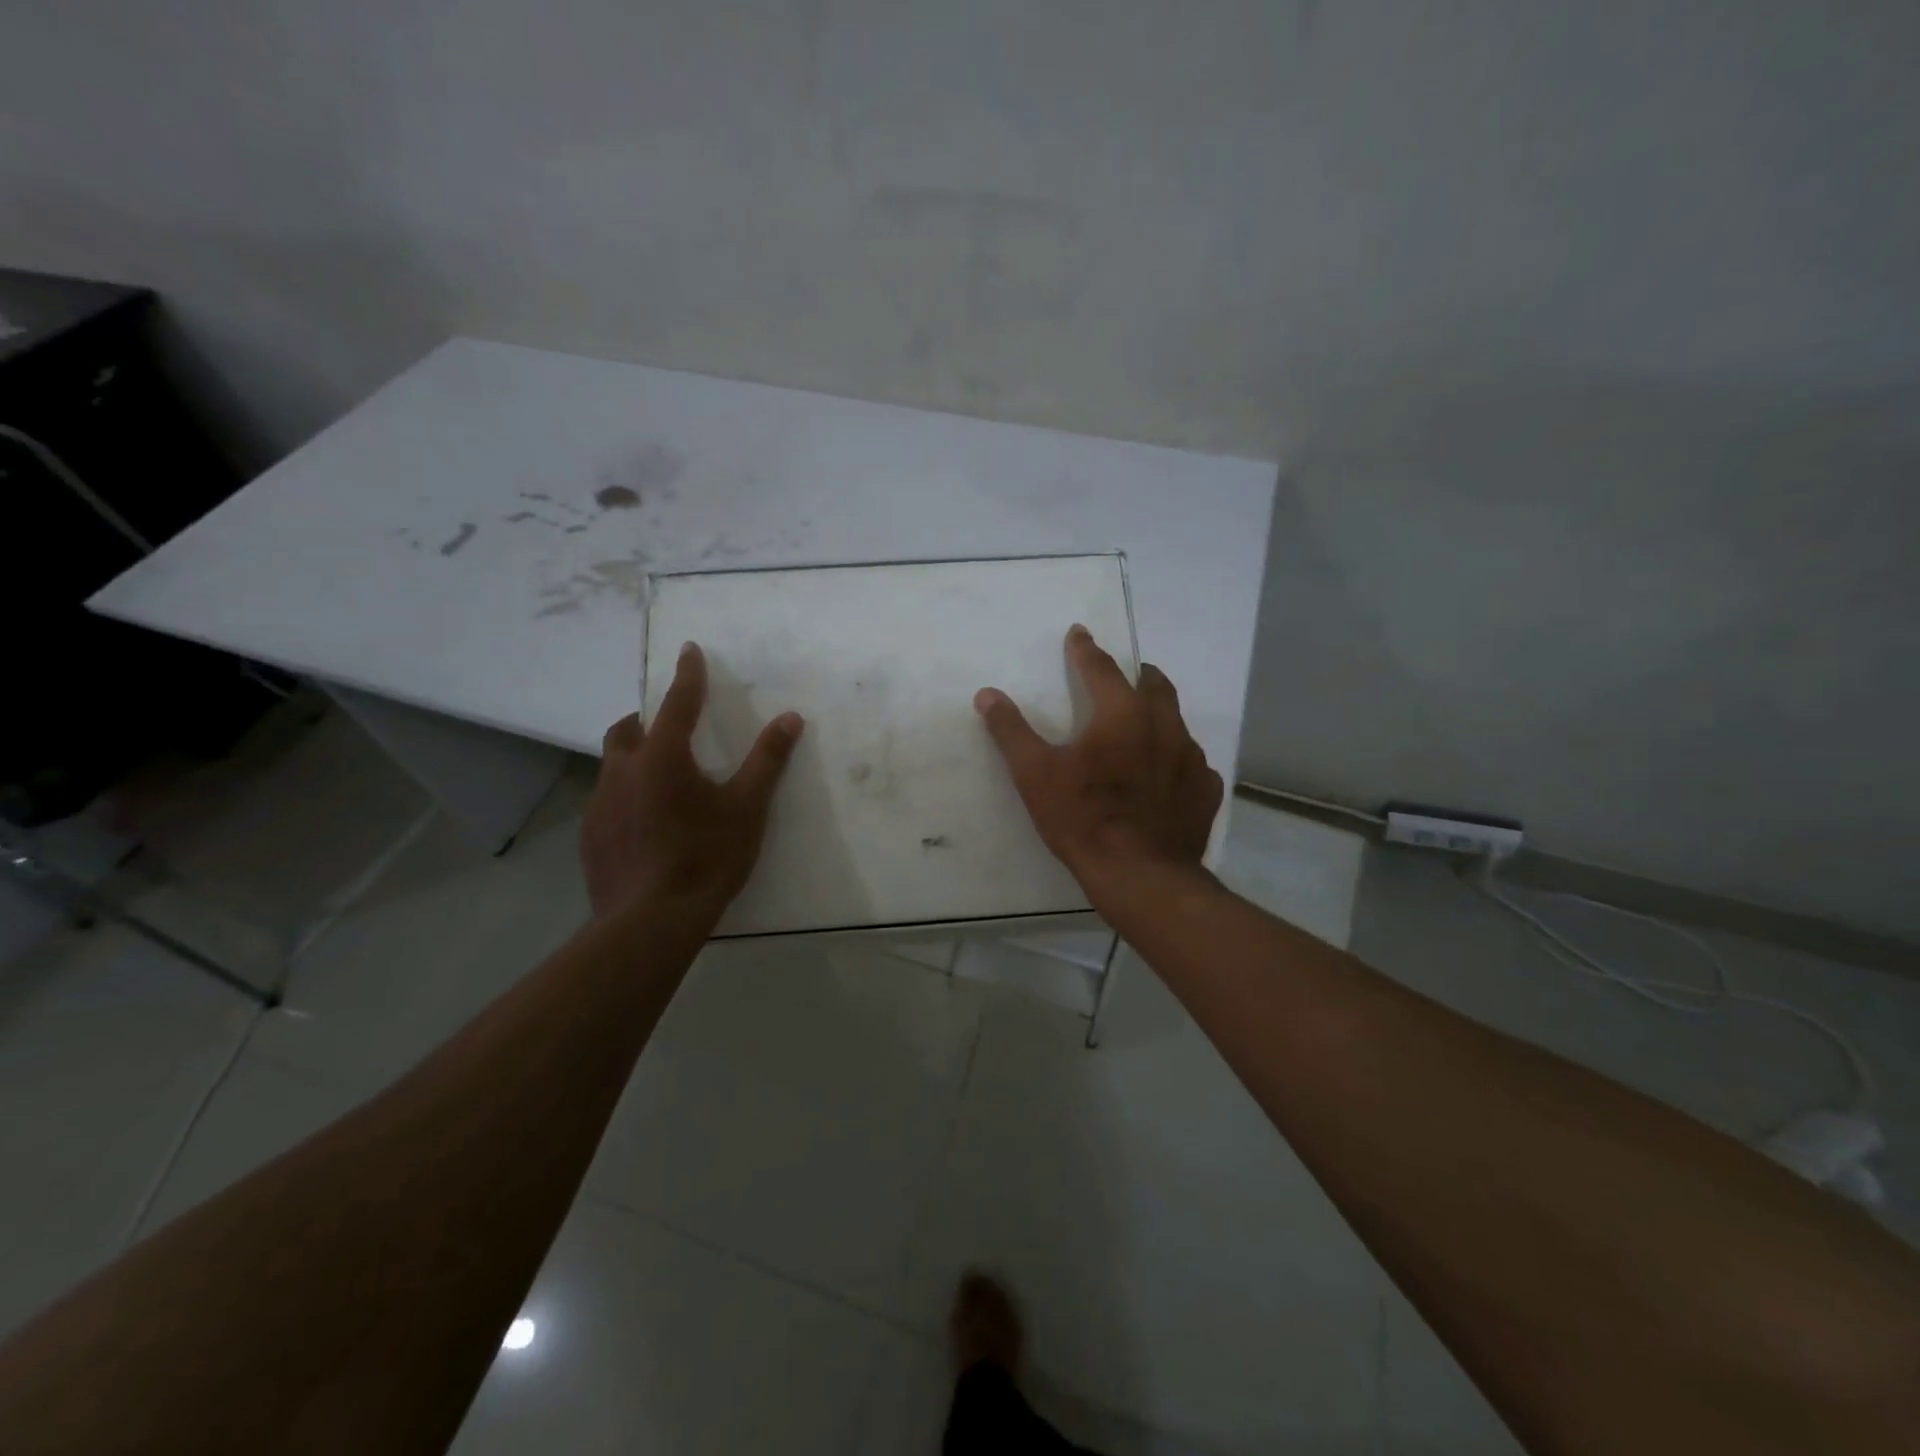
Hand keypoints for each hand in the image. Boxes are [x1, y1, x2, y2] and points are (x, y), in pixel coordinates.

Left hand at [581, 642, 803, 920]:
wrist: (650, 921)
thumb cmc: (706, 857)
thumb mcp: (747, 807)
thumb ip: (767, 760)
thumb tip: (790, 717)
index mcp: (663, 757)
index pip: (678, 702)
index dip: (688, 675)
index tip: (689, 649)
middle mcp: (623, 771)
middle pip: (628, 730)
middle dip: (647, 719)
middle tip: (669, 727)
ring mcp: (599, 805)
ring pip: (612, 766)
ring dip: (633, 758)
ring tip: (659, 778)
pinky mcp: (590, 836)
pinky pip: (606, 800)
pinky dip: (625, 795)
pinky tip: (644, 822)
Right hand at [974, 625, 1223, 904]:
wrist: (1141, 876)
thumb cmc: (1083, 819)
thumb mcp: (1035, 775)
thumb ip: (1011, 731)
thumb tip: (987, 694)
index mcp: (1122, 714)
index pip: (1101, 668)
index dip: (1086, 649)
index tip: (1079, 633)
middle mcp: (1164, 727)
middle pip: (1154, 685)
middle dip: (1137, 674)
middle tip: (1126, 674)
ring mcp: (1192, 759)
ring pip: (1177, 722)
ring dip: (1159, 716)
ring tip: (1144, 726)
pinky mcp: (1206, 791)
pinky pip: (1192, 764)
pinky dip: (1176, 760)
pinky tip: (1166, 777)